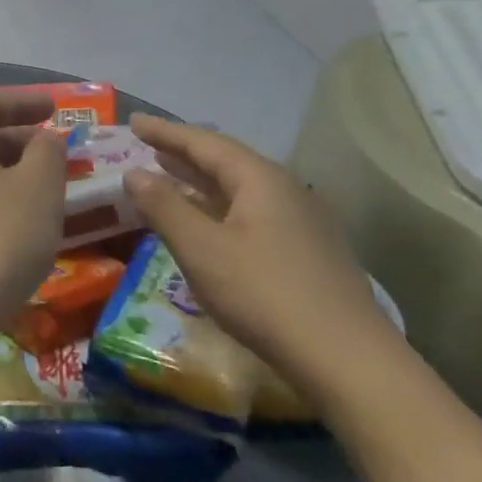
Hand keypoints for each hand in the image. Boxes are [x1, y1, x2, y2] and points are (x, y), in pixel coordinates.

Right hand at [122, 115, 398, 404]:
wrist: (347, 360)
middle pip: (226, 161)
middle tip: (147, 144)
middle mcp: (284, 190)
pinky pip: (251, 212)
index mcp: (259, 180)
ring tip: (168, 175)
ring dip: (200, 181)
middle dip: (183, 152)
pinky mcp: (306, 251)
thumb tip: (134, 173)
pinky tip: (206, 223)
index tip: (134, 122)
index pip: (204, 143)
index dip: (165, 132)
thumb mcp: (201, 248)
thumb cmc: (264, 294)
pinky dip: (218, 207)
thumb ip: (164, 207)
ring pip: (240, 189)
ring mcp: (301, 222)